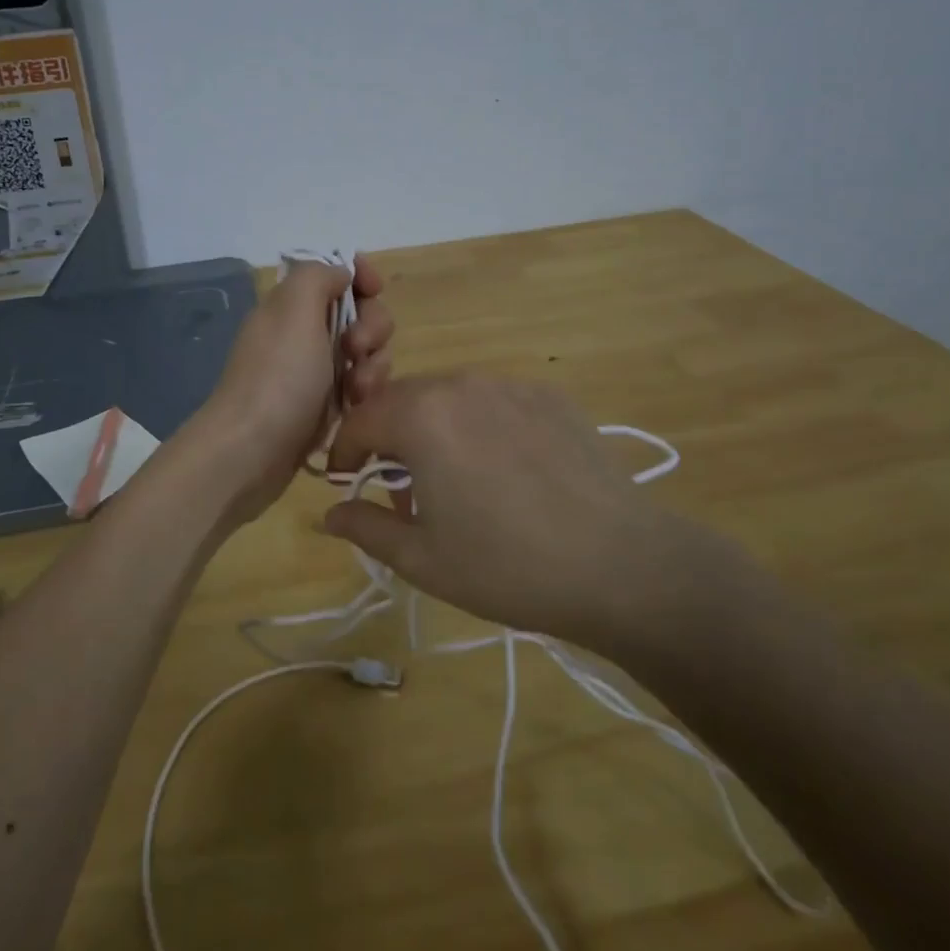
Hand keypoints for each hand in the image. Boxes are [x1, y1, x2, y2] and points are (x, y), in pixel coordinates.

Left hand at [192, 255, 393, 525]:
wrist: (252, 451)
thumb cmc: (279, 376)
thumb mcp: (294, 308)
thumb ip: (318, 276)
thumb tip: (341, 275)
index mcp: (292, 305)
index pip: (336, 274)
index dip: (361, 276)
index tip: (374, 290)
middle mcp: (303, 332)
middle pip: (360, 313)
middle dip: (372, 327)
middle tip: (356, 350)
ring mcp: (314, 371)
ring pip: (366, 353)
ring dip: (372, 366)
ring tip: (357, 391)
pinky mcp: (325, 406)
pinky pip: (360, 387)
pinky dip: (364, 394)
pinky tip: (356, 408)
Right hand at [322, 375, 731, 650]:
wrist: (620, 565)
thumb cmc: (507, 566)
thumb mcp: (422, 558)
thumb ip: (366, 527)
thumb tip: (329, 515)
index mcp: (422, 416)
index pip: (360, 419)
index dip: (344, 453)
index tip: (346, 484)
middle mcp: (462, 384)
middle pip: (404, 401)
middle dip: (389, 440)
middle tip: (404, 492)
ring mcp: (511, 385)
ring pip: (450, 398)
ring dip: (435, 431)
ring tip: (456, 482)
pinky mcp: (551, 397)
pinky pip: (495, 403)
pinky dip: (481, 427)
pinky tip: (507, 472)